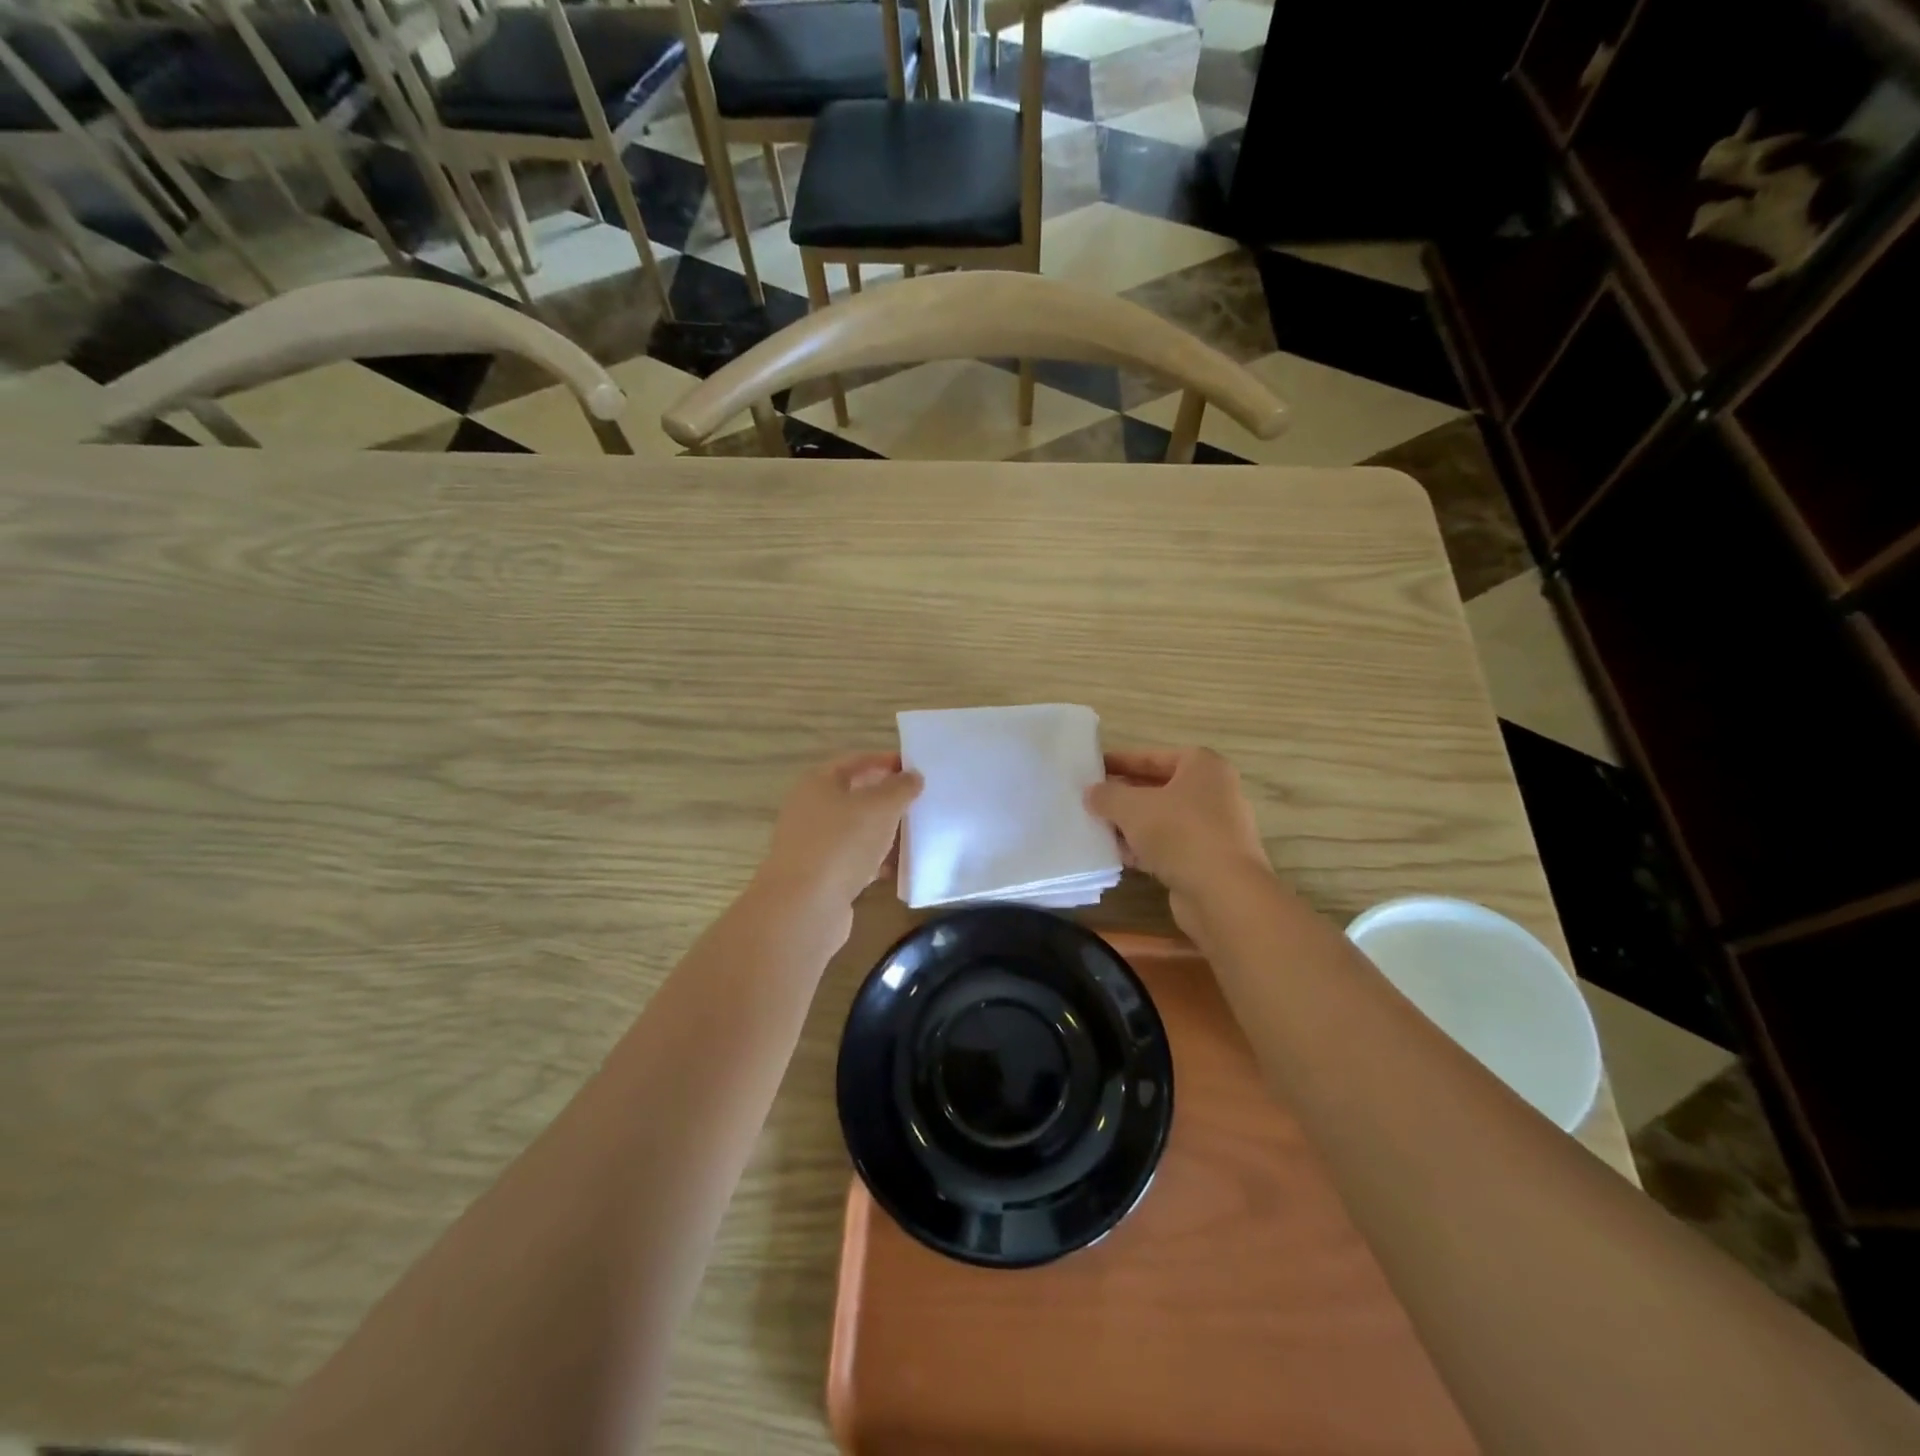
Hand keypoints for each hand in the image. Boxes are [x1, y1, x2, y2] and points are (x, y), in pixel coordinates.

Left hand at [755, 752, 922, 917]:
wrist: (804, 907)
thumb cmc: (842, 843)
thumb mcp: (880, 807)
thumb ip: (900, 788)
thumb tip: (912, 776)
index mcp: (818, 783)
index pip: (856, 761)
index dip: (885, 761)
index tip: (915, 769)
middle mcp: (810, 809)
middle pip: (854, 796)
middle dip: (887, 800)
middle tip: (918, 803)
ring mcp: (812, 844)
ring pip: (855, 830)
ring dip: (883, 832)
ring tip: (914, 836)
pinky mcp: (819, 875)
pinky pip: (853, 860)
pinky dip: (873, 862)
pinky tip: (894, 870)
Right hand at [1085, 747, 1271, 935]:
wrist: (1223, 893)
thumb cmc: (1180, 833)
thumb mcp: (1132, 807)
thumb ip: (1107, 795)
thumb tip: (1092, 793)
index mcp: (1203, 767)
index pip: (1154, 756)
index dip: (1121, 761)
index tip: (1092, 769)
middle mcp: (1214, 793)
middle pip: (1159, 788)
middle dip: (1125, 796)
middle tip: (1091, 800)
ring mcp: (1214, 829)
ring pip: (1163, 820)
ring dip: (1132, 825)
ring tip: (1098, 828)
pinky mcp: (1208, 861)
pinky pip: (1170, 847)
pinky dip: (1146, 849)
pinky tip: (1119, 855)